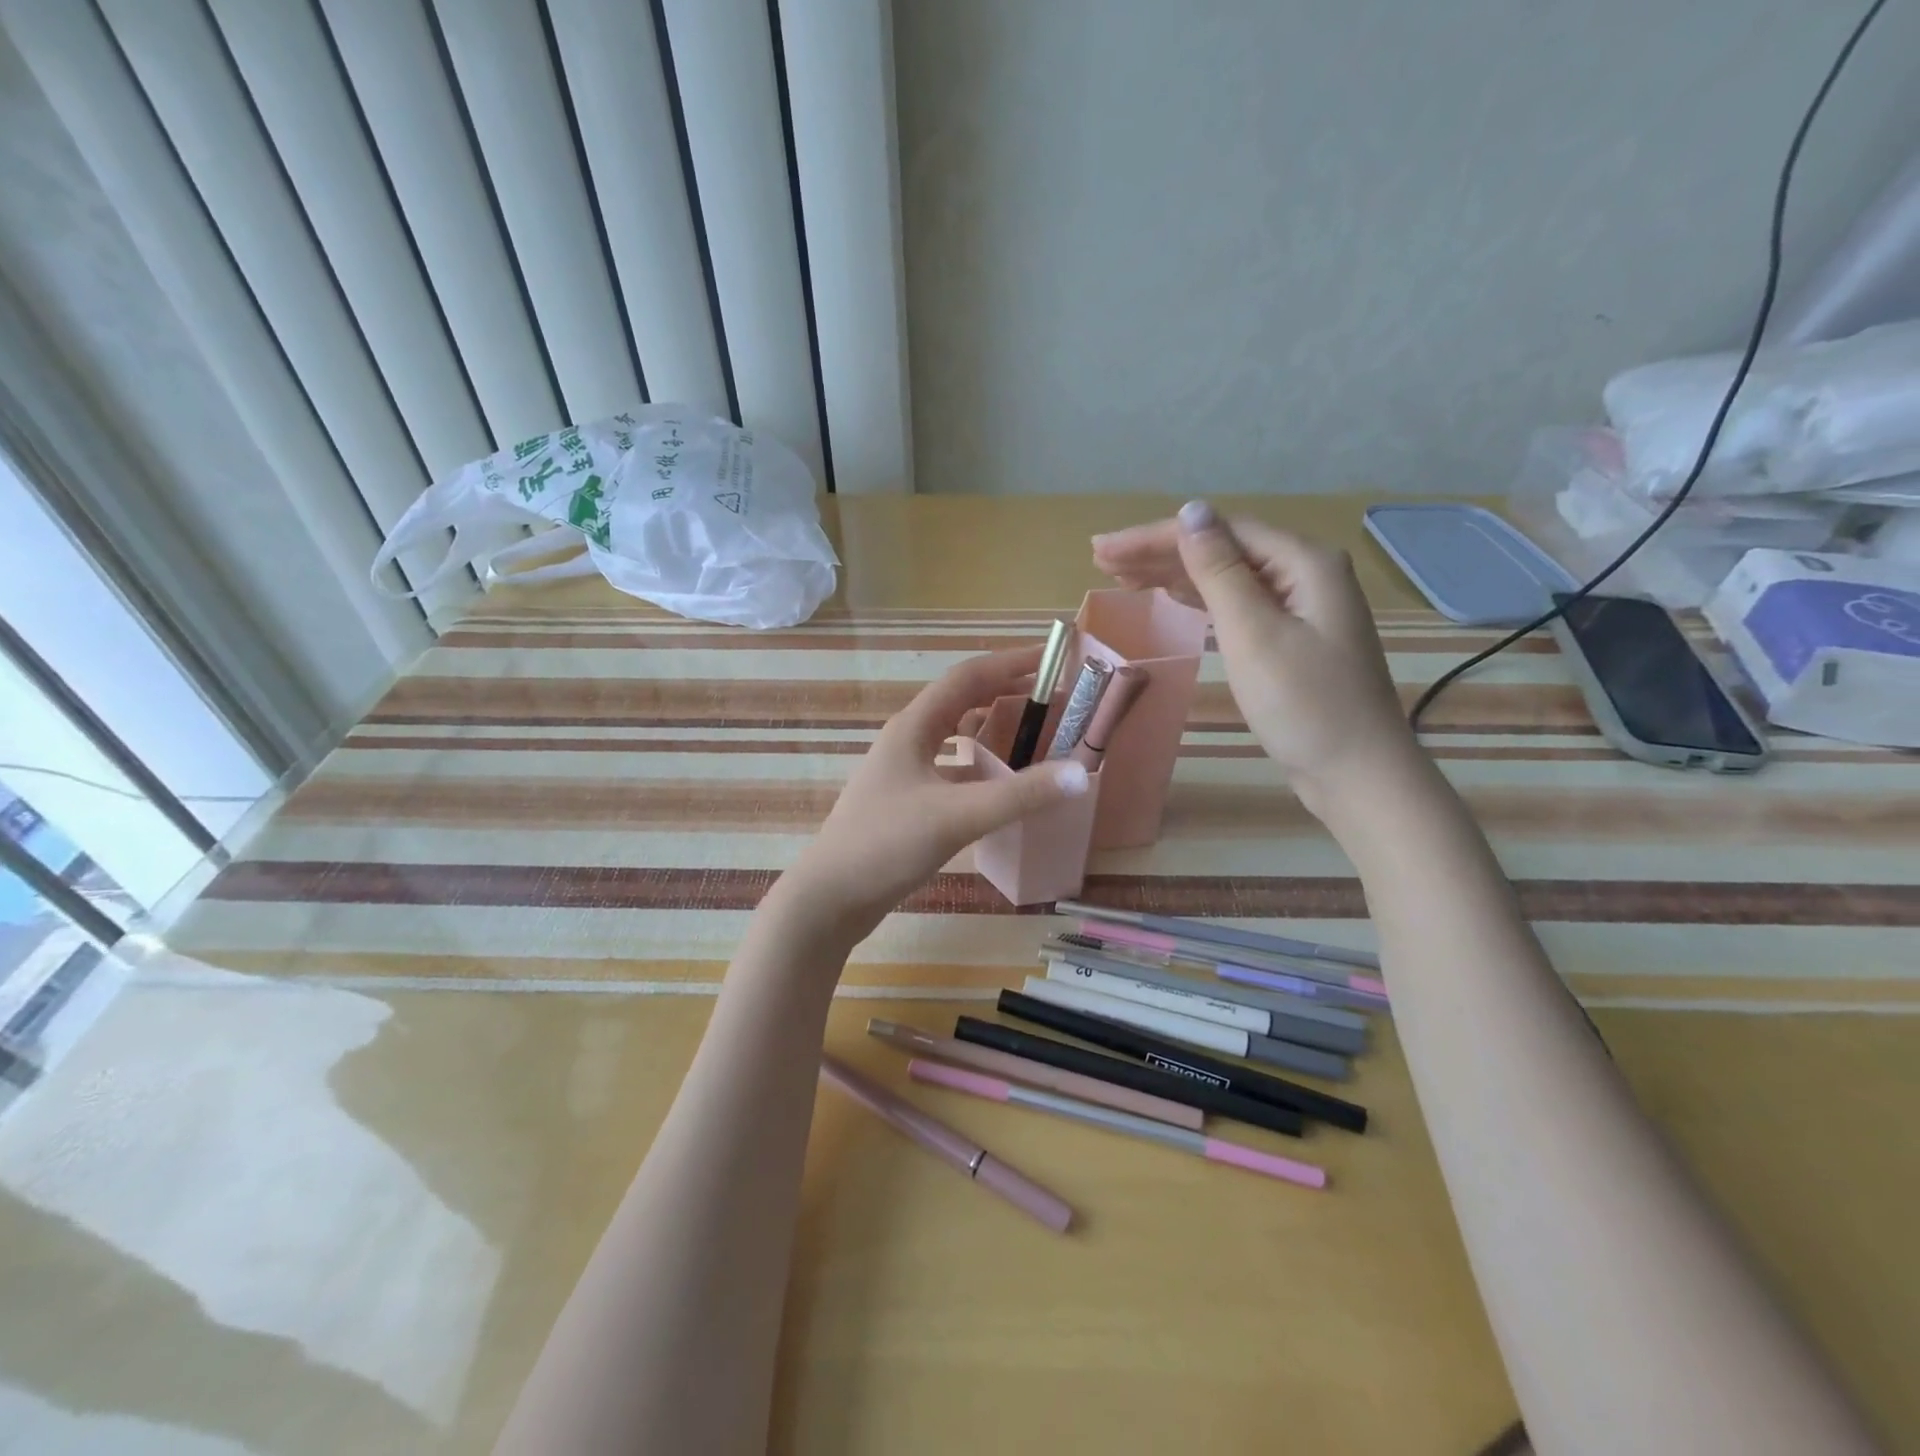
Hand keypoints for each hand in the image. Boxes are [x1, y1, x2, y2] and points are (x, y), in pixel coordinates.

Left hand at [782, 646, 1089, 943]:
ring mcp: (904, 771)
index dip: (1011, 663)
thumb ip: (1021, 795)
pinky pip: (951, 769)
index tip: (1053, 659)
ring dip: (993, 729)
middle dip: (1007, 692)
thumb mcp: (958, 816)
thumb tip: (1082, 772)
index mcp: (914, 727)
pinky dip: (980, 767)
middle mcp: (908, 740)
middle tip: (1053, 697)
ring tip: (1033, 733)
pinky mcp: (906, 800)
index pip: (968, 678)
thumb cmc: (886, 845)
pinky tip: (1001, 786)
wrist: (831, 897)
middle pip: (962, 702)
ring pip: (955, 737)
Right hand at [1093, 502, 1416, 815]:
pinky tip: (1171, 596)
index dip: (1157, 536)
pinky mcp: (1292, 638)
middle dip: (1160, 552)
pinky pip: (1238, 603)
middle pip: (1223, 548)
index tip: (1104, 550)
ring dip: (1175, 574)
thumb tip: (1191, 511)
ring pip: (1228, 576)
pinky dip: (1200, 599)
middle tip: (1101, 560)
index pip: (1219, 531)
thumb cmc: (1304, 704)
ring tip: (1122, 577)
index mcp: (1304, 562)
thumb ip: (1219, 571)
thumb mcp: (1253, 633)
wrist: (1356, 774)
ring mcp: (1302, 607)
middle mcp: (1305, 573)